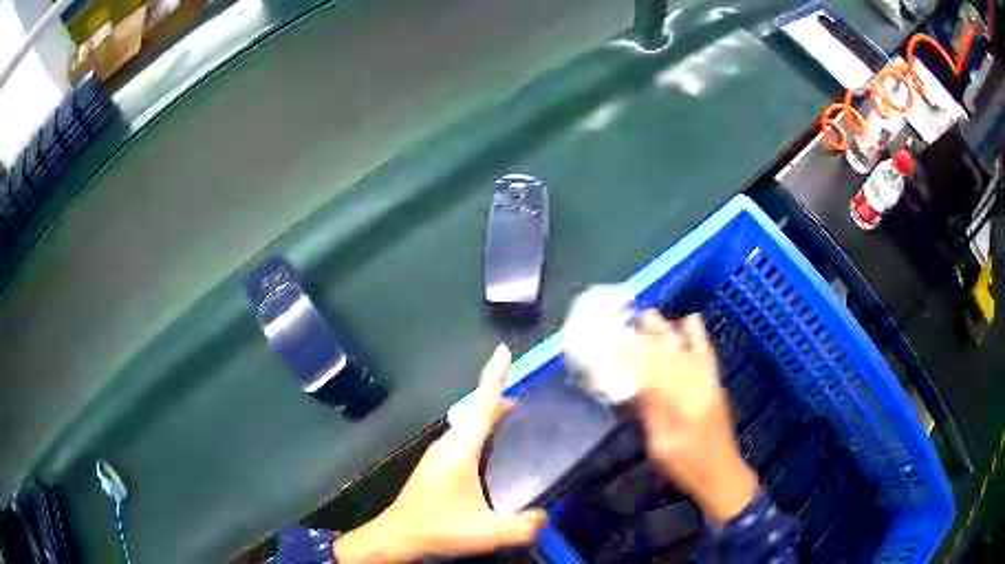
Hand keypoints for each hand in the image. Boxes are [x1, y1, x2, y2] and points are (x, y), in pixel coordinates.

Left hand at [334, 345, 548, 562]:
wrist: (398, 536)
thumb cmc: (439, 528)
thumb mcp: (487, 533)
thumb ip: (524, 526)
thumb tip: (546, 516)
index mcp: (460, 450)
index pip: (481, 404)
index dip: (494, 375)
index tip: (504, 349)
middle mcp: (447, 444)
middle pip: (477, 411)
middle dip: (501, 399)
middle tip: (532, 408)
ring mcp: (438, 453)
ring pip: (468, 425)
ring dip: (490, 418)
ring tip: (517, 427)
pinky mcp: (435, 465)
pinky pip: (462, 438)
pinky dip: (480, 433)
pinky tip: (491, 454)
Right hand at [624, 311, 757, 521]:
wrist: (721, 473)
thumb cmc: (686, 466)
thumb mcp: (660, 446)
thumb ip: (650, 413)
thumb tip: (633, 384)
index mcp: (681, 405)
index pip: (653, 372)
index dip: (634, 355)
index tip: (616, 342)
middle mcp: (697, 387)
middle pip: (670, 356)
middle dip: (648, 337)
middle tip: (627, 321)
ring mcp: (709, 383)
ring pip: (686, 350)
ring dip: (668, 332)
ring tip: (650, 315)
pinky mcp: (715, 384)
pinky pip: (706, 354)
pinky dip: (698, 336)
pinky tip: (691, 320)